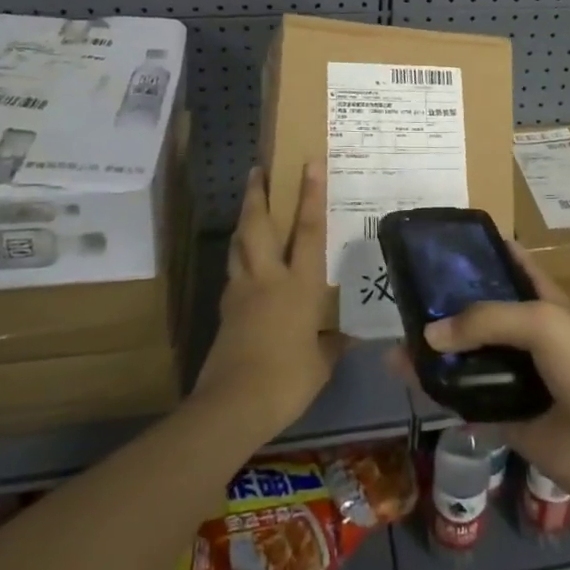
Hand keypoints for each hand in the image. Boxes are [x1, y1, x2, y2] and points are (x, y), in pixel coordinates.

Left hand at [193, 162, 348, 441]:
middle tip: (257, 170)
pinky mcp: (225, 312)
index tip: (309, 162)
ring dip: (243, 222)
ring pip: (238, 245)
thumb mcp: (321, 363)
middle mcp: (268, 279)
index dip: (311, 194)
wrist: (232, 406)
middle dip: (257, 195)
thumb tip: (344, 336)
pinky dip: (238, 260)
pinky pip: (233, 274)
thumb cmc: (287, 380)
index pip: (308, 230)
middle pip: (258, 226)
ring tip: (248, 208)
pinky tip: (244, 265)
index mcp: (299, 285)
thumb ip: (331, 344)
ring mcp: (241, 293)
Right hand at [414, 247, 569, 509]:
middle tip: (403, 298)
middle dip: (446, 306)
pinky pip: (467, 401)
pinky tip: (411, 384)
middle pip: (480, 314)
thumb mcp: (542, 323)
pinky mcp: (508, 417)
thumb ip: (486, 320)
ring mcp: (517, 377)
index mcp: (543, 302)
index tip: (441, 243)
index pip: (510, 265)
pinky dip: (441, 393)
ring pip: (469, 359)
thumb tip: (428, 334)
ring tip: (395, 348)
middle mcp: (527, 335)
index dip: (482, 252)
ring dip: (436, 353)